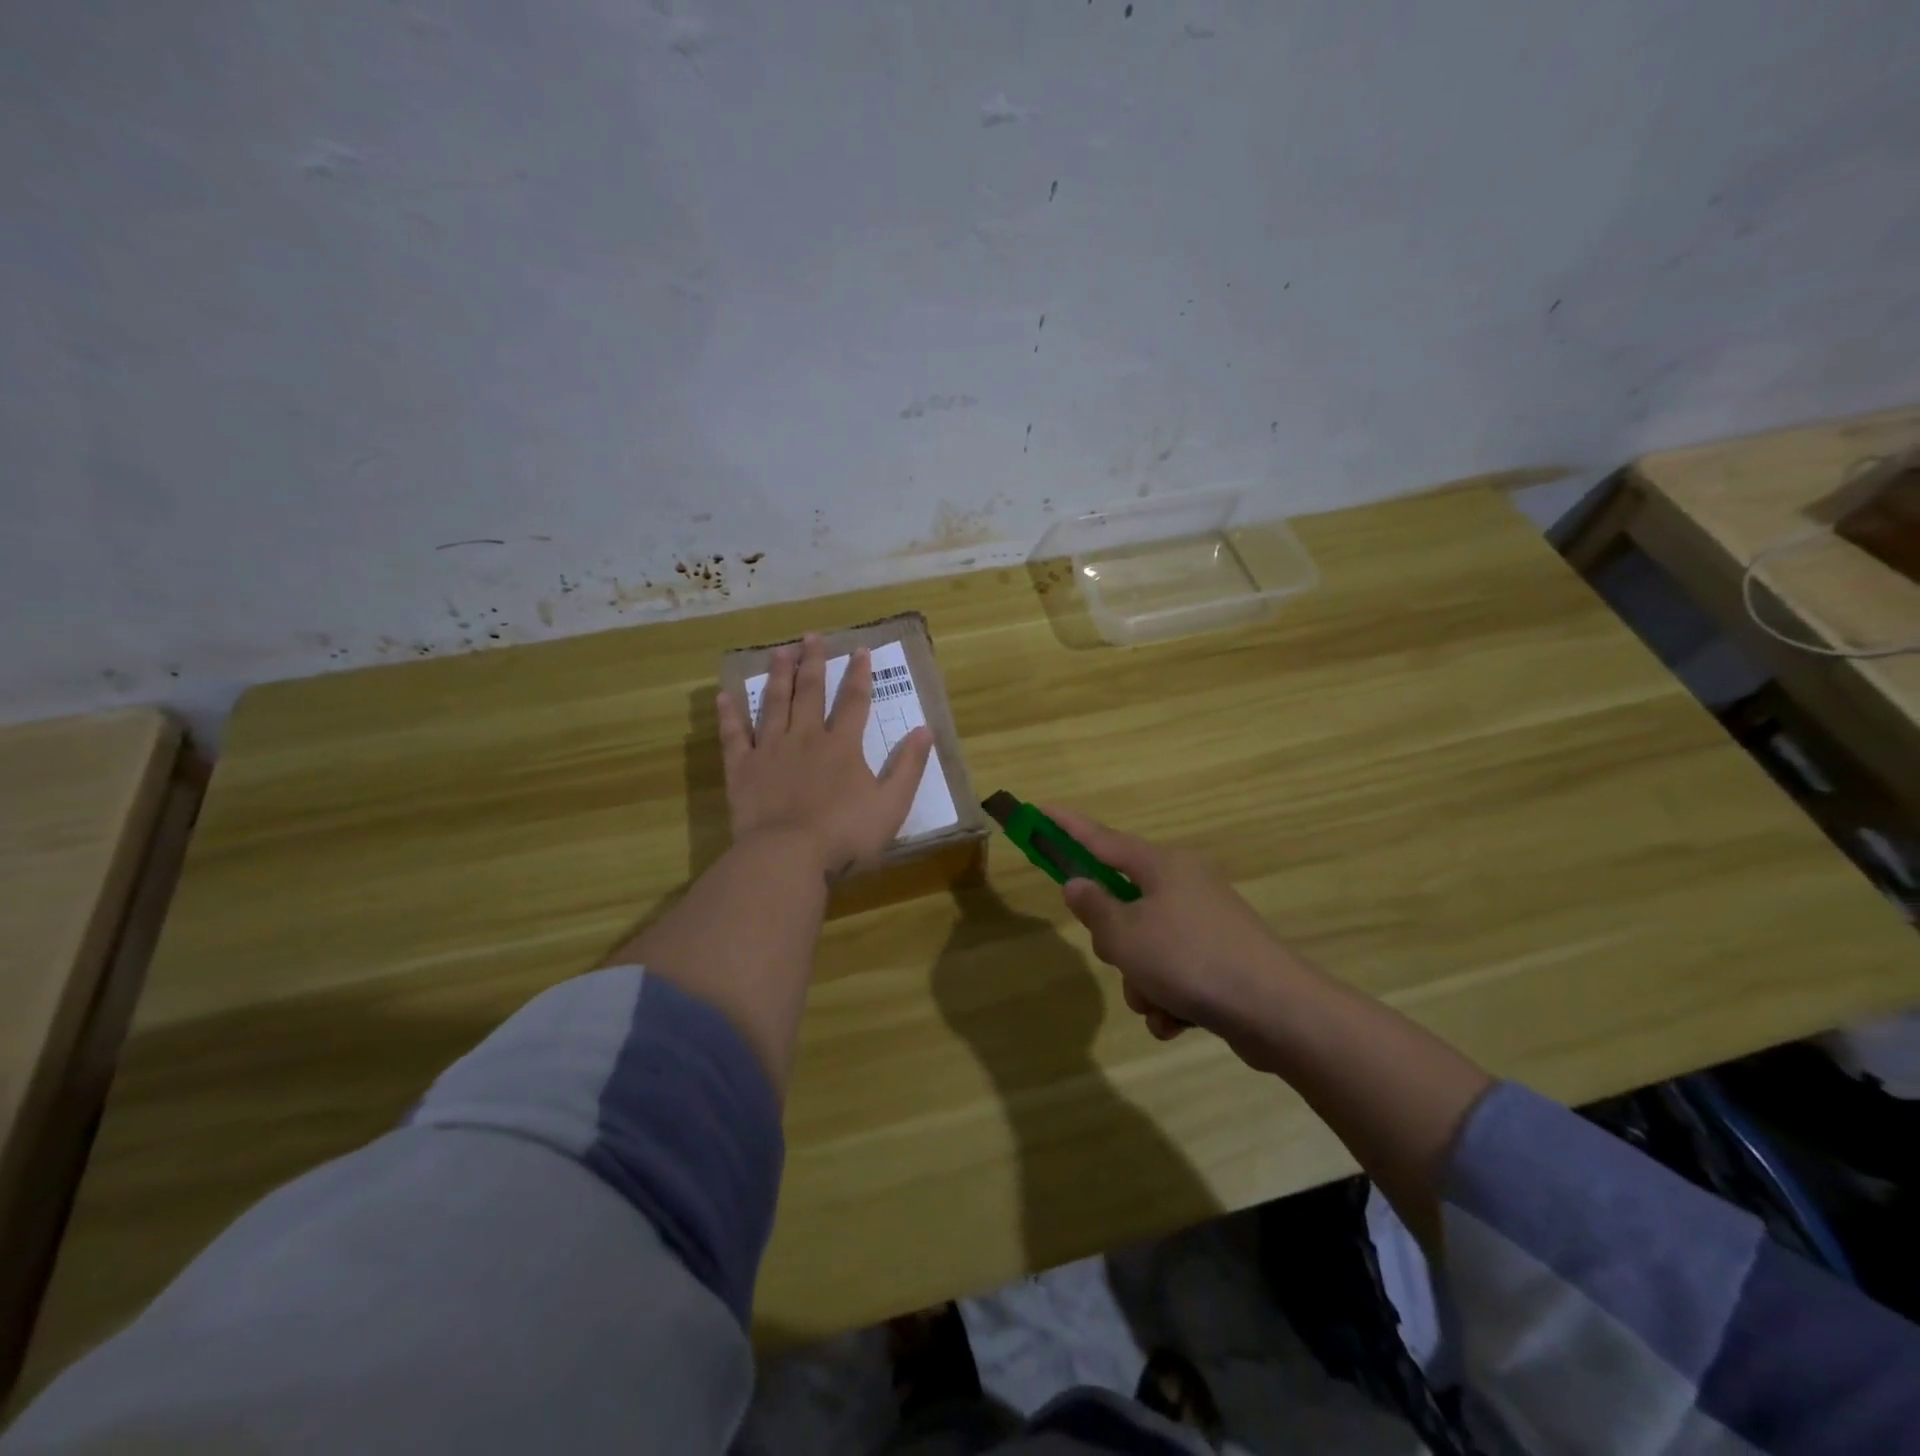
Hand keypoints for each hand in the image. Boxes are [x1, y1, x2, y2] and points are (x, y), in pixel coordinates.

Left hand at [718, 635, 933, 879]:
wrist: (787, 856)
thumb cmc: (845, 835)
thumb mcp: (891, 805)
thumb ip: (909, 767)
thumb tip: (925, 730)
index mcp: (843, 746)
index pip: (855, 701)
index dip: (860, 674)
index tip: (861, 650)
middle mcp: (806, 737)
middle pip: (810, 692)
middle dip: (813, 663)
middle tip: (811, 637)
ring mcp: (770, 750)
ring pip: (774, 703)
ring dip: (778, 676)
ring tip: (779, 652)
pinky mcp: (742, 769)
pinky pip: (734, 735)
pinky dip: (730, 715)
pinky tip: (725, 695)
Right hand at [1049, 807, 1307, 1055]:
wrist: (1278, 1012)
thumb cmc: (1189, 960)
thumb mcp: (1126, 936)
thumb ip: (1094, 908)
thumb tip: (1079, 884)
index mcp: (1162, 866)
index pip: (1101, 839)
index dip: (1067, 827)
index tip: (1041, 811)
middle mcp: (1185, 885)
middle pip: (1124, 903)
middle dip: (1115, 942)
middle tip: (1120, 959)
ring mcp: (1207, 922)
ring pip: (1147, 946)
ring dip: (1142, 980)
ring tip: (1158, 1004)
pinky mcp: (1222, 959)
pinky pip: (1175, 973)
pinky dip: (1168, 997)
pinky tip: (1177, 1022)